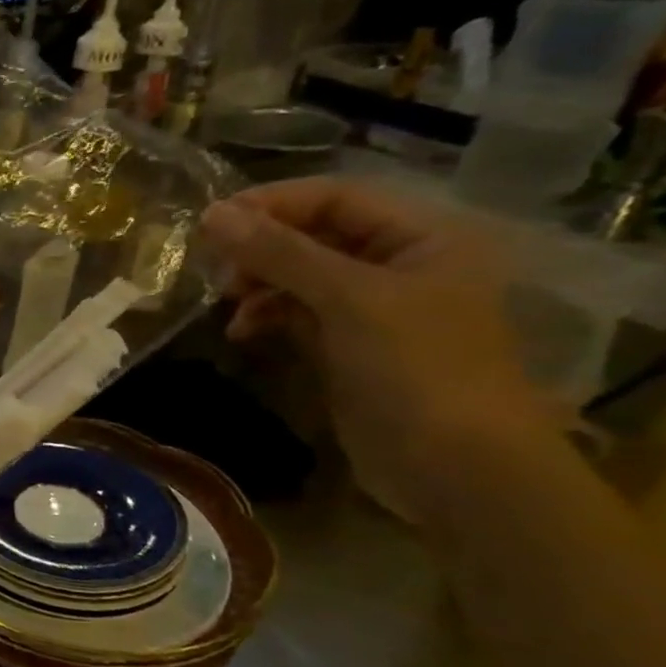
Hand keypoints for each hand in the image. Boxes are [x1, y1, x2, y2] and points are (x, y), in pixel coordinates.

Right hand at [198, 177, 559, 523]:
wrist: (454, 468)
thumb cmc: (417, 368)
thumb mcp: (348, 299)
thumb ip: (279, 253)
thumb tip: (210, 214)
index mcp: (424, 239)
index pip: (336, 198)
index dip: (273, 204)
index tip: (210, 221)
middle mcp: (401, 265)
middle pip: (315, 236)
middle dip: (262, 249)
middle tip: (217, 269)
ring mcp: (374, 310)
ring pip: (300, 276)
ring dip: (259, 284)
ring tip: (229, 304)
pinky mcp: (349, 347)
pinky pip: (298, 314)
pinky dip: (267, 317)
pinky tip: (242, 332)